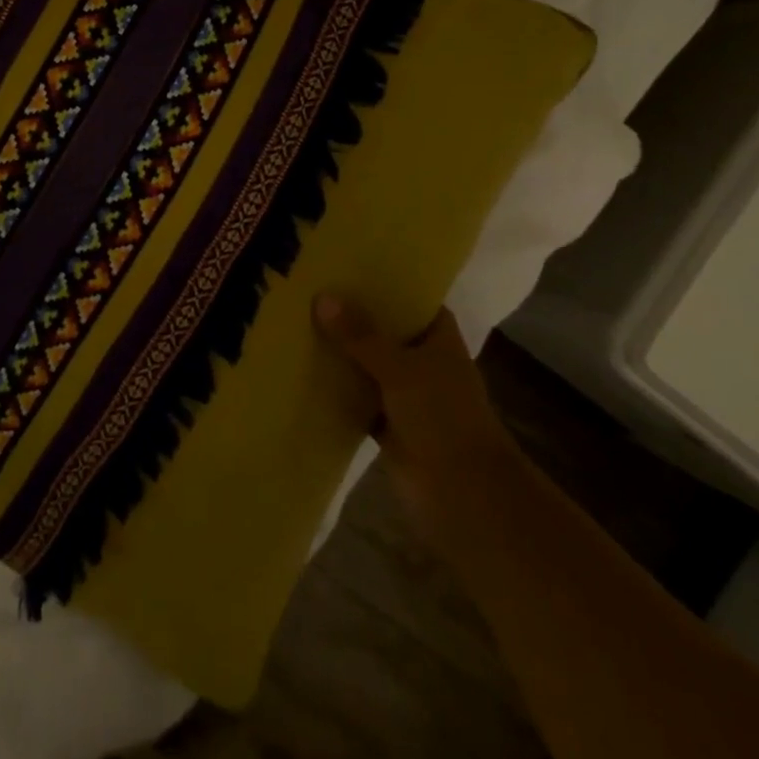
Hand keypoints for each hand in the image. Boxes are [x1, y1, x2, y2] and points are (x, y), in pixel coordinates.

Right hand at [312, 294, 516, 524]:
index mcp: (438, 339)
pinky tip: (299, 371)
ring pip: (366, 364)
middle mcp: (422, 361)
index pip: (413, 299)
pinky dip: (334, 390)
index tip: (348, 264)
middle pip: (383, 330)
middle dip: (352, 315)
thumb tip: (322, 297)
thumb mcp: (400, 368)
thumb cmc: (443, 417)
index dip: (386, 283)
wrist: (463, 493)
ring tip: (295, 321)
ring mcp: (404, 394)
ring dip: (339, 352)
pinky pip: (354, 398)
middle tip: (308, 287)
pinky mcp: (386, 424)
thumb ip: (361, 335)